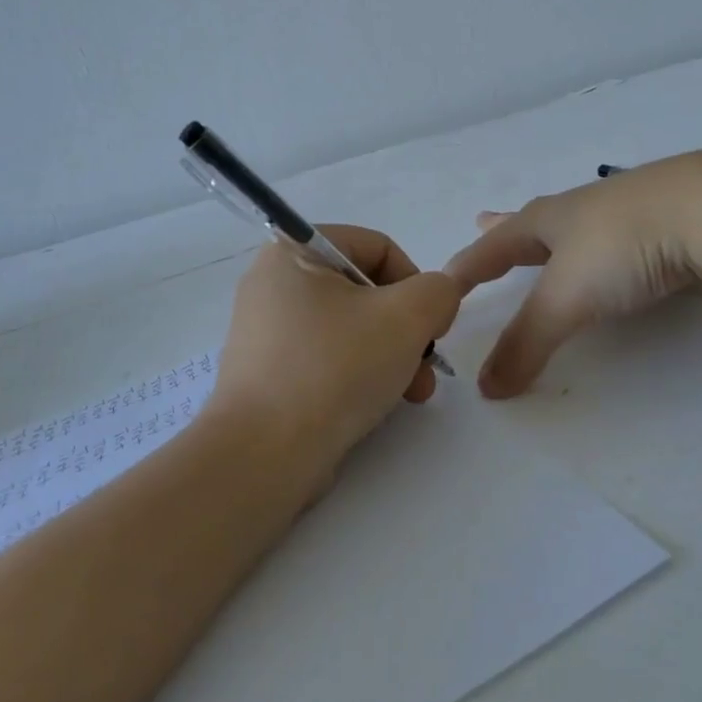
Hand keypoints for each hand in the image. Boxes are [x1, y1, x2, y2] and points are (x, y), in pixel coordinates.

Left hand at [209, 225, 461, 485]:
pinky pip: (326, 356)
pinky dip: (358, 373)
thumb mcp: (406, 318)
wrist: (263, 454)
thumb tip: (436, 298)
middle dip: (406, 329)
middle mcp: (274, 282)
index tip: (432, 326)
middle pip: (365, 291)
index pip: (376, 247)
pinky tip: (378, 405)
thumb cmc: (334, 368)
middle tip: (427, 366)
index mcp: (294, 250)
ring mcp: (266, 329)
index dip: (416, 283)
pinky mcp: (267, 370)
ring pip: (349, 327)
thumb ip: (438, 292)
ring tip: (413, 394)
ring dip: (391, 355)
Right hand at [445, 153, 701, 396]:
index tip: (440, 282)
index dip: (465, 266)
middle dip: (504, 228)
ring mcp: (627, 214)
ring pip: (578, 228)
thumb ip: (526, 343)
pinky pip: (619, 242)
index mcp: (548, 219)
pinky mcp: (667, 227)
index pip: (492, 245)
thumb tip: (486, 388)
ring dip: (555, 238)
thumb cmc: (623, 246)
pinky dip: (603, 252)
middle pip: (532, 221)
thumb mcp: (566, 298)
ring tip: (548, 243)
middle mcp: (582, 210)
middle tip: (481, 220)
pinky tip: (616, 257)